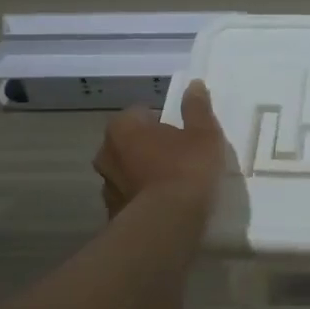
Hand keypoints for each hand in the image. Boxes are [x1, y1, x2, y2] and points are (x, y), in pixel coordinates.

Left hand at [93, 81, 228, 217]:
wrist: (167, 224)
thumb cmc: (186, 169)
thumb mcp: (203, 133)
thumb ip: (197, 108)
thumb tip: (194, 84)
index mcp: (123, 127)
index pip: (141, 113)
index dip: (163, 122)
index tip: (182, 135)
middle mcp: (106, 152)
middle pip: (130, 142)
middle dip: (149, 147)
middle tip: (179, 157)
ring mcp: (106, 186)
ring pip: (127, 172)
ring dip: (143, 174)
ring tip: (172, 185)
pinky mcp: (112, 214)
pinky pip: (130, 198)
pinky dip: (142, 199)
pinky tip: (164, 207)